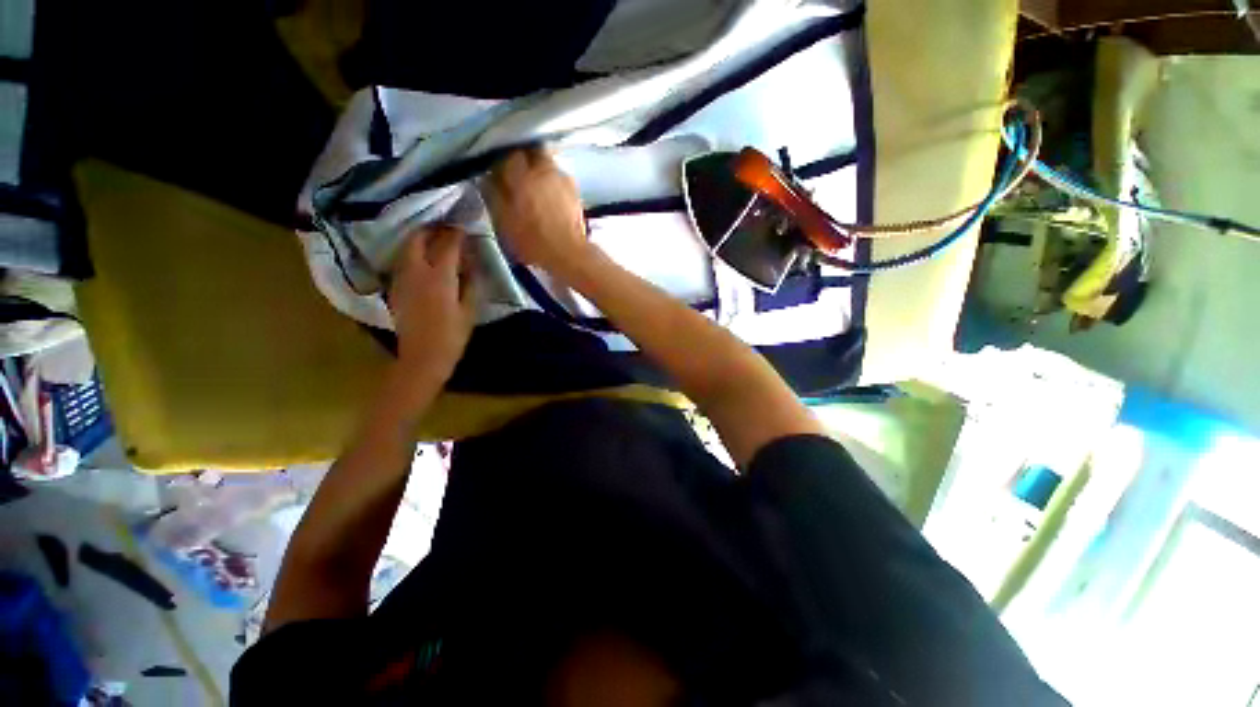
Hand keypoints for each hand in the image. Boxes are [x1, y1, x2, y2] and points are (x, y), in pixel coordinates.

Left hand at [387, 226, 476, 384]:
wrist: (422, 357)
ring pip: (407, 248)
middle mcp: (416, 271)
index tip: (465, 227)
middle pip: (418, 239)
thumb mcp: (469, 310)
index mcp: (439, 277)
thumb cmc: (452, 335)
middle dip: (432, 229)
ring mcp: (402, 279)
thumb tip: (471, 262)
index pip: (447, 245)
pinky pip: (403, 262)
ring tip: (435, 240)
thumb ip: (471, 282)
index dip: (457, 233)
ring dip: (421, 239)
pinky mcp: (395, 288)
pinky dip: (414, 254)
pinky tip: (425, 261)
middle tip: (446, 228)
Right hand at [483, 147, 591, 277]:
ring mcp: (563, 180)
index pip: (509, 155)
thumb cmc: (533, 241)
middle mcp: (544, 171)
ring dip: (540, 170)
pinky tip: (551, 198)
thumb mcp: (505, 222)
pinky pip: (560, 178)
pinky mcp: (576, 192)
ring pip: (548, 163)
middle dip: (525, 158)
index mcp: (523, 176)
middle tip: (519, 174)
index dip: (503, 161)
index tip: (499, 171)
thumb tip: (489, 178)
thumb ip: (494, 195)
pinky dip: (553, 183)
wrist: (569, 253)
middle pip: (533, 151)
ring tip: (536, 187)